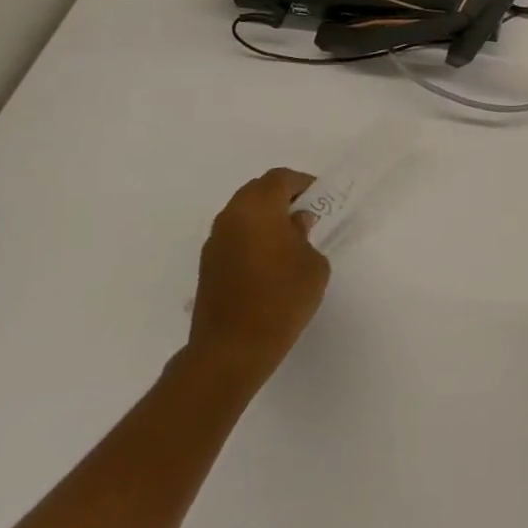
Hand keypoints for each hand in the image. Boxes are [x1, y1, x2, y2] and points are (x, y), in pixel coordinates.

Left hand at [187, 168, 329, 388]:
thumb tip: (293, 225)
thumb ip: (305, 235)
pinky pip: (234, 236)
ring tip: (289, 239)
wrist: (233, 348)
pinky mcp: (207, 265)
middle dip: (282, 197)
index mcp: (257, 209)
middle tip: (306, 214)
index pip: (280, 178)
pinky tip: (270, 261)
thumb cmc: (282, 298)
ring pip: (242, 213)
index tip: (320, 199)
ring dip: (265, 217)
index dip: (303, 183)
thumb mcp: (313, 263)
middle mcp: (230, 218)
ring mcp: (214, 242)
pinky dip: (252, 236)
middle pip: (257, 191)